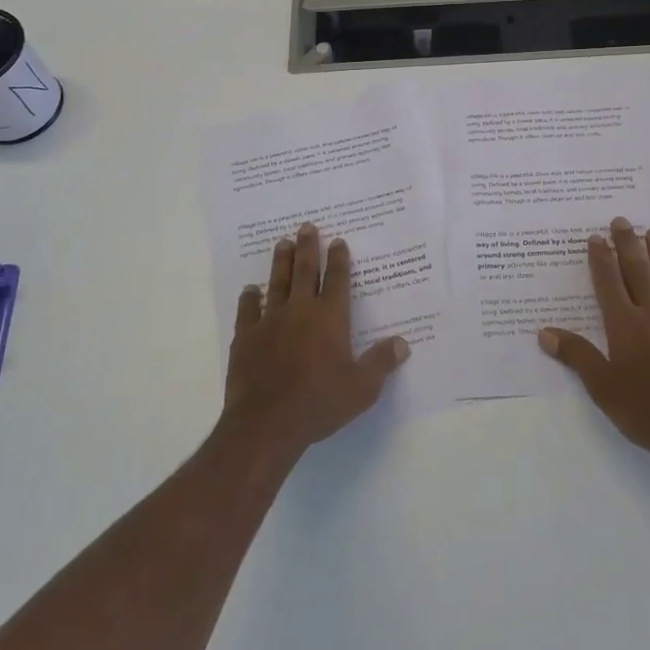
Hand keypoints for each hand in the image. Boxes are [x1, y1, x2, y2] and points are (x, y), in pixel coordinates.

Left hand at [224, 223, 409, 459]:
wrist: (267, 422)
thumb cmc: (319, 402)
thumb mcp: (362, 388)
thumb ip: (381, 363)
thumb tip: (402, 343)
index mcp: (330, 318)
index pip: (337, 280)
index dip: (339, 259)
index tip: (338, 241)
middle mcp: (300, 311)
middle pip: (304, 271)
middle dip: (308, 248)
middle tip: (306, 226)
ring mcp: (270, 322)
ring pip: (277, 283)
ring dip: (280, 262)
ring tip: (282, 243)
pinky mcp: (246, 338)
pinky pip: (248, 311)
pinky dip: (249, 298)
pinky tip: (250, 290)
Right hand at [538, 218, 649, 465]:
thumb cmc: (646, 411)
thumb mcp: (602, 388)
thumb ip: (577, 356)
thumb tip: (545, 332)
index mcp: (624, 325)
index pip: (609, 283)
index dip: (601, 259)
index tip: (597, 237)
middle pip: (638, 272)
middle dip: (628, 245)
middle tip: (623, 221)